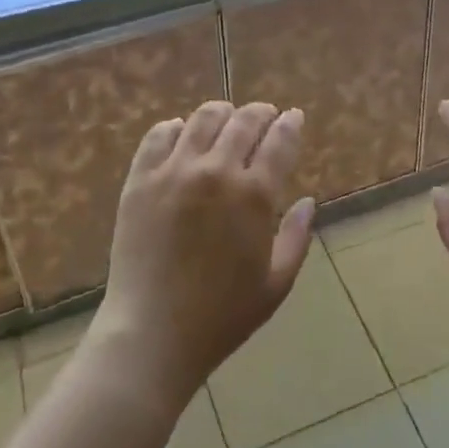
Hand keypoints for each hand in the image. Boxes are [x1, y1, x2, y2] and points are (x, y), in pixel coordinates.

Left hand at [93, 101, 314, 404]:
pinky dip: (176, 128)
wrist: (151, 334)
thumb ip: (296, 237)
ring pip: (203, 118)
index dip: (290, 124)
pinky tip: (183, 135)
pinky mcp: (140, 179)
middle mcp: (216, 171)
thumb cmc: (222, 316)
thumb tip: (307, 201)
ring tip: (226, 118)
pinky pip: (159, 135)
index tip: (294, 116)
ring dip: (222, 113)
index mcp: (254, 195)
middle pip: (244, 120)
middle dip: (261, 113)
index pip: (280, 141)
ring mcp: (174, 172)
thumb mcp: (276, 283)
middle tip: (265, 115)